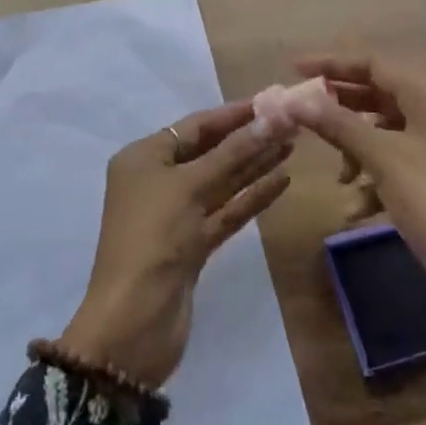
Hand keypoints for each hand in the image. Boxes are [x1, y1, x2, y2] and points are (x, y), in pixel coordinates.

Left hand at [60, 101, 293, 387]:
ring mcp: (176, 215)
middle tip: (290, 123)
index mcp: (144, 158)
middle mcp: (158, 181)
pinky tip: (281, 181)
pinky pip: (226, 211)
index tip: (271, 102)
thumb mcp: (191, 186)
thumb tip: (271, 118)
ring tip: (292, 146)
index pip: (195, 126)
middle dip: (248, 138)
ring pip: (221, 182)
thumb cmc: (154, 238)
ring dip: (254, 165)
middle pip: (210, 152)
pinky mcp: (193, 245)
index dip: (233, 114)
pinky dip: (251, 197)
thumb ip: (233, 153)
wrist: (133, 323)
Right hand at [291, 55, 425, 360]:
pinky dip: (376, 179)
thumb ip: (336, 123)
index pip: (374, 64)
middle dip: (341, 110)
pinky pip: (399, 164)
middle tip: (304, 115)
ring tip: (340, 177)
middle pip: (379, 96)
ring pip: (386, 133)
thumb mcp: (381, 157)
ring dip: (357, 150)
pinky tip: (358, 209)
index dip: (332, 64)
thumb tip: (294, 100)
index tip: (294, 69)